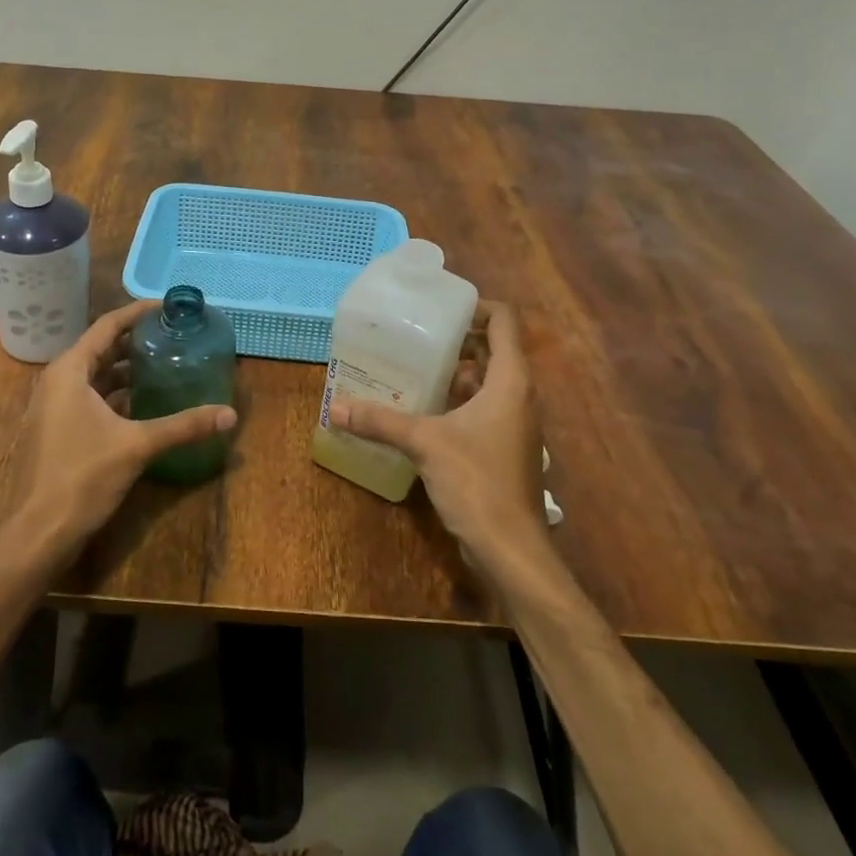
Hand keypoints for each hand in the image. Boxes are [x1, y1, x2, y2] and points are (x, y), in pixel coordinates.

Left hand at [10, 301, 236, 558]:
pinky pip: (88, 399)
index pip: (107, 326)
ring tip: (162, 364)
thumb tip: (230, 414)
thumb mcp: (137, 446)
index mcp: (69, 371)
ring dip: (125, 370)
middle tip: (171, 335)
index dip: (137, 313)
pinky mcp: (55, 431)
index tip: (167, 306)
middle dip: (134, 341)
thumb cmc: (82, 477)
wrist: (37, 533)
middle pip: (100, 349)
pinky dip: (115, 395)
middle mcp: (56, 381)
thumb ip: (183, 426)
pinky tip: (142, 404)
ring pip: (94, 376)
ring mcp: (52, 408)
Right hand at [328, 300, 547, 568]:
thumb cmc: (477, 482)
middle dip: (457, 341)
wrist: (511, 548)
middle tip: (415, 336)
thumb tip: (336, 407)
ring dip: (455, 373)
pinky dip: (457, 402)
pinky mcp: (504, 448)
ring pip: (486, 382)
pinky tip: (422, 410)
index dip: (477, 307)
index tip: (439, 310)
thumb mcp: (424, 443)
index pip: (504, 322)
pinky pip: (482, 409)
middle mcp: (519, 396)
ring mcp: (514, 424)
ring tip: (412, 368)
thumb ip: (381, 421)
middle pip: (493, 351)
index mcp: (511, 381)